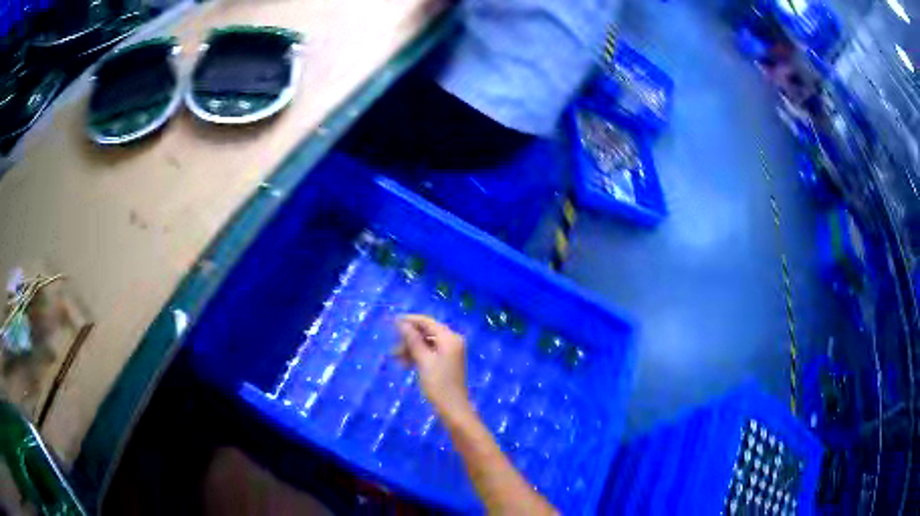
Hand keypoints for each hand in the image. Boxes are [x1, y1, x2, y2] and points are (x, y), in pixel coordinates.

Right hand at [396, 314, 472, 419]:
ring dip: (411, 348)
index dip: (409, 320)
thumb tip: (401, 323)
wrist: (453, 408)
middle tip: (393, 349)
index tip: (391, 322)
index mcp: (449, 338)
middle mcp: (452, 341)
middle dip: (408, 338)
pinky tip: (406, 364)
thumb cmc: (438, 384)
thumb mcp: (423, 361)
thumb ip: (413, 340)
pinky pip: (430, 352)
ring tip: (397, 359)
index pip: (427, 322)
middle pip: (426, 332)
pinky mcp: (447, 361)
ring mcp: (450, 352)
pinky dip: (418, 356)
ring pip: (426, 343)